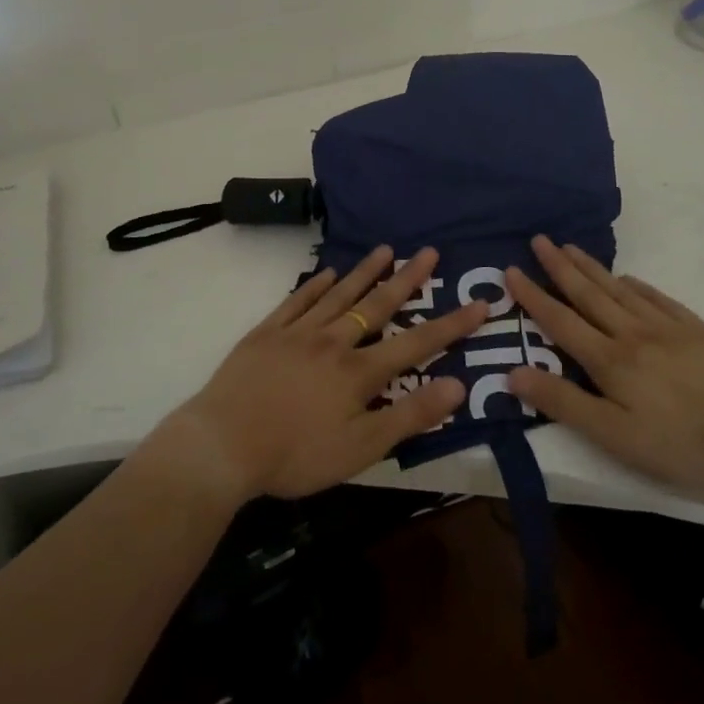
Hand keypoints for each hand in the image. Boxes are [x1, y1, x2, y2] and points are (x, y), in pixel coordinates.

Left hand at [170, 246, 487, 500]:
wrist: (222, 444)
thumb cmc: (295, 454)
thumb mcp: (361, 448)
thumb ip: (410, 415)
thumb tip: (458, 386)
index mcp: (359, 371)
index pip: (416, 343)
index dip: (450, 324)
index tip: (480, 303)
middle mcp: (334, 341)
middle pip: (377, 305)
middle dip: (407, 279)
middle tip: (428, 251)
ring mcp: (297, 333)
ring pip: (339, 295)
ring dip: (365, 272)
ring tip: (385, 249)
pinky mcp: (266, 334)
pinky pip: (296, 301)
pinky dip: (314, 285)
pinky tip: (326, 273)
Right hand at [504, 236, 703, 500]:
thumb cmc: (681, 445)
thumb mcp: (614, 436)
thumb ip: (563, 403)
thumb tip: (513, 373)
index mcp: (610, 361)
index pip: (561, 321)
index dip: (534, 296)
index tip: (511, 270)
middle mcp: (633, 334)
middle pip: (589, 295)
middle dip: (560, 267)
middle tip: (539, 239)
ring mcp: (668, 328)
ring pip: (620, 290)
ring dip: (592, 268)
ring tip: (572, 248)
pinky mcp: (697, 331)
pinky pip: (657, 298)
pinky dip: (636, 285)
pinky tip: (628, 279)